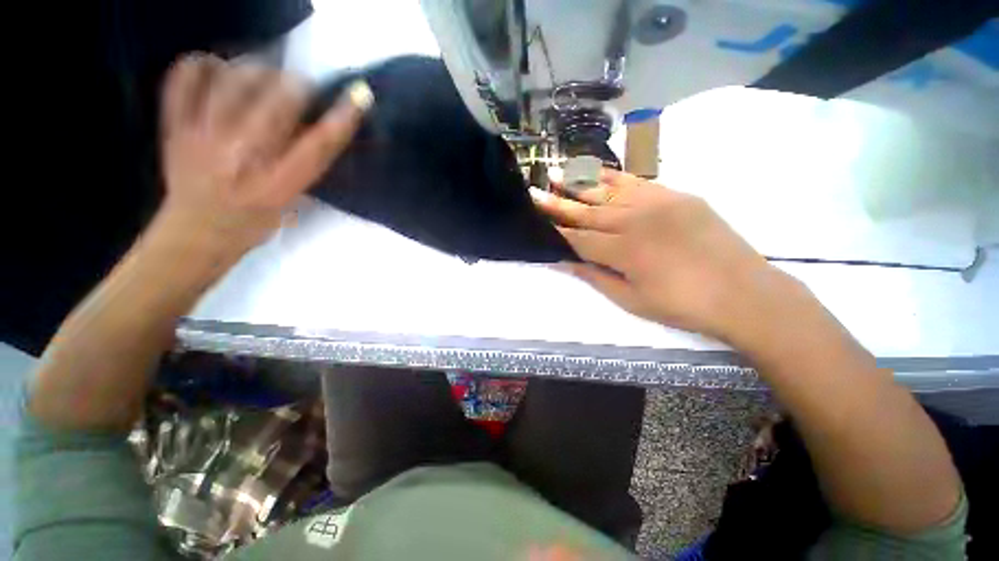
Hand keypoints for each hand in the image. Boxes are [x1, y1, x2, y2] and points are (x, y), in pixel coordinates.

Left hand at [153, 54, 372, 264]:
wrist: (194, 235)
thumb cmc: (253, 226)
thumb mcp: (291, 204)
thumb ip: (304, 168)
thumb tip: (314, 127)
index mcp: (278, 185)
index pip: (319, 145)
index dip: (343, 117)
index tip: (359, 95)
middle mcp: (243, 158)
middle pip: (277, 100)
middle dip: (298, 84)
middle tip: (301, 87)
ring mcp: (204, 137)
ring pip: (234, 78)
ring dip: (257, 70)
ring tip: (264, 76)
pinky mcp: (175, 126)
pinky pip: (185, 78)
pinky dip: (204, 65)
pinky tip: (220, 71)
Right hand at [532, 169, 795, 345]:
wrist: (744, 292)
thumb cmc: (682, 305)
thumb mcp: (631, 300)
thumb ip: (595, 276)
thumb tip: (564, 261)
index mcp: (623, 251)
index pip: (578, 238)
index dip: (556, 231)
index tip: (536, 220)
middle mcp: (634, 221)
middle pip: (587, 211)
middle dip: (558, 203)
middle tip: (535, 192)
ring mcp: (656, 203)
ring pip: (608, 191)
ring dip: (579, 183)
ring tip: (557, 173)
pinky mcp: (675, 196)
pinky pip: (636, 181)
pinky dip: (612, 176)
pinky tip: (596, 170)